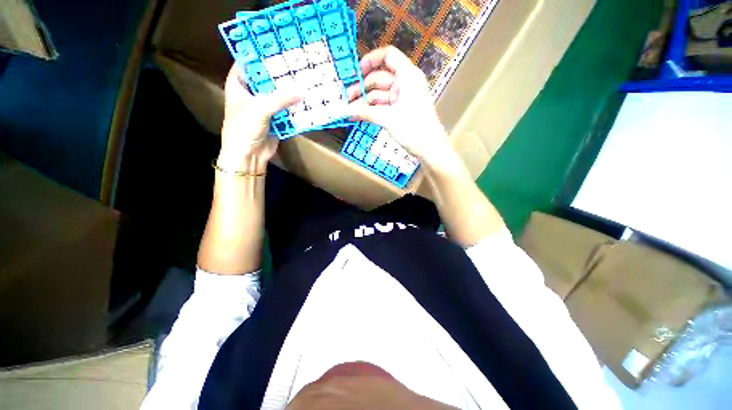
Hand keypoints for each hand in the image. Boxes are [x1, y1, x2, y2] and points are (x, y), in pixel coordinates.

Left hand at [218, 65, 301, 172]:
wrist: (249, 155)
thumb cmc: (244, 128)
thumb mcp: (260, 109)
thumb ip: (281, 98)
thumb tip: (303, 91)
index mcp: (238, 85)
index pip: (247, 63)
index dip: (260, 55)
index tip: (277, 48)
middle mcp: (251, 93)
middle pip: (266, 79)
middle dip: (280, 74)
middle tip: (296, 65)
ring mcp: (263, 107)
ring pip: (278, 95)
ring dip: (289, 92)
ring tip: (304, 80)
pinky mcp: (275, 119)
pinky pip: (285, 110)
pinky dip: (294, 107)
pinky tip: (305, 101)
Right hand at [346, 46, 451, 165]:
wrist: (430, 148)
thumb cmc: (413, 129)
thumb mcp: (388, 119)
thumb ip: (366, 113)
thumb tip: (345, 111)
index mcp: (407, 75)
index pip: (388, 56)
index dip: (371, 60)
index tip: (356, 73)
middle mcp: (405, 82)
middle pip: (380, 77)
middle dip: (363, 87)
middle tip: (346, 99)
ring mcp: (403, 97)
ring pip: (380, 93)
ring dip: (365, 101)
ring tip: (350, 111)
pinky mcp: (401, 110)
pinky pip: (383, 105)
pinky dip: (372, 109)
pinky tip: (359, 116)